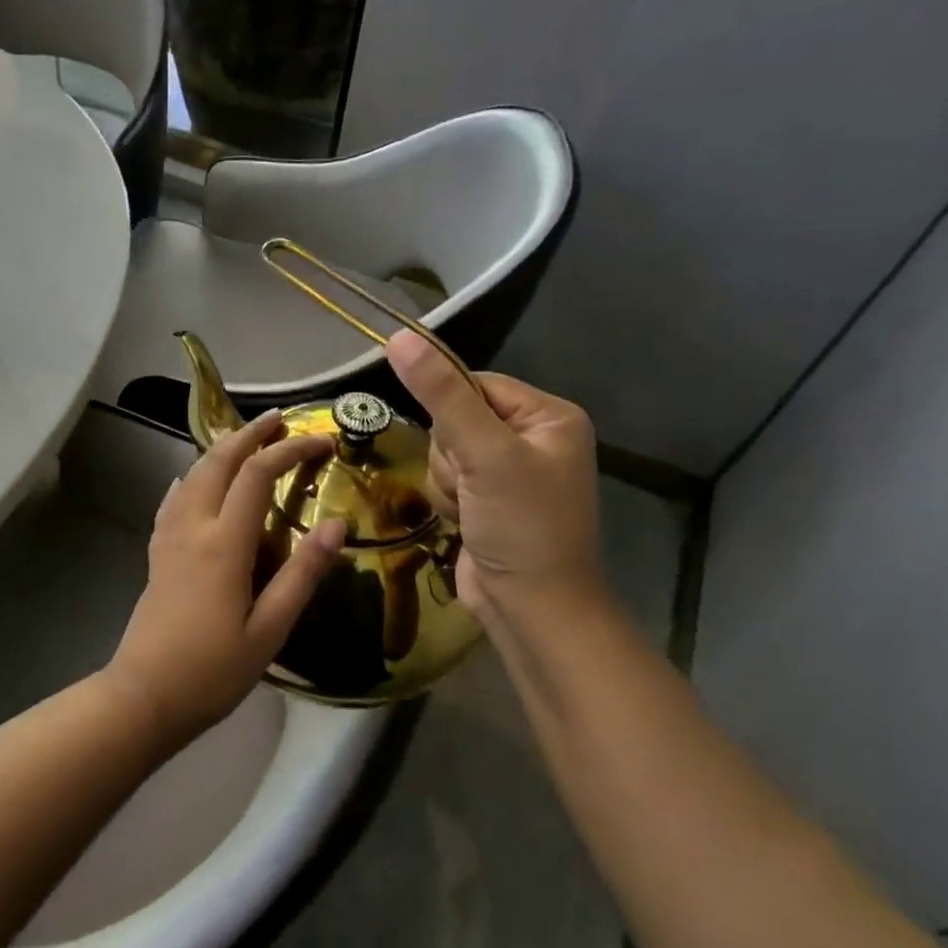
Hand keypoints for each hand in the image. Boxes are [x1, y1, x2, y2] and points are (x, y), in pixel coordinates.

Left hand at [105, 411, 345, 747]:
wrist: (144, 695)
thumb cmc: (213, 670)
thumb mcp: (270, 629)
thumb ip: (303, 574)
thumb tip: (337, 525)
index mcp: (224, 542)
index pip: (258, 474)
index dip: (290, 450)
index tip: (322, 441)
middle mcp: (193, 526)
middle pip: (218, 461)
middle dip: (250, 434)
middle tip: (279, 418)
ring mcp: (169, 537)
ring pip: (193, 474)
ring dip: (221, 449)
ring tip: (246, 440)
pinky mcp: (157, 552)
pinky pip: (174, 498)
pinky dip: (191, 477)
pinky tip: (192, 479)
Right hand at [385, 330, 603, 627]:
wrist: (531, 609)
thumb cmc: (522, 525)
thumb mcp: (484, 453)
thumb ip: (440, 394)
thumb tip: (399, 337)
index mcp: (548, 416)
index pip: (474, 383)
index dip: (451, 410)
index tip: (460, 446)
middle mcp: (531, 438)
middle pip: (454, 418)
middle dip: (451, 455)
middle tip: (473, 486)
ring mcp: (507, 472)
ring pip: (443, 451)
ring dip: (446, 482)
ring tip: (470, 510)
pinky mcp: (486, 500)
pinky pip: (445, 479)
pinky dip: (446, 500)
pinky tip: (464, 522)